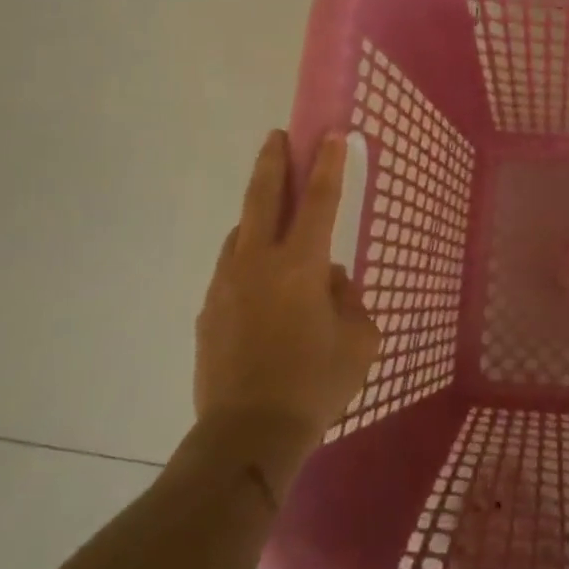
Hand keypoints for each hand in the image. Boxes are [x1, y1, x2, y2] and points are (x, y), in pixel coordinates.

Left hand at [193, 131, 378, 482]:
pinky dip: (247, 260)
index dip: (328, 164)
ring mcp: (226, 284)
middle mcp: (258, 263)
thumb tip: (329, 281)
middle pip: (263, 197)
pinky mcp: (209, 310)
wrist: (248, 435)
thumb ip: (348, 298)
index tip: (330, 133)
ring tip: (274, 216)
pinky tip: (260, 282)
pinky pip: (231, 270)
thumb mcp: (360, 339)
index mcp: (301, 265)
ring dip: (257, 215)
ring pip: (241, 233)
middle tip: (277, 136)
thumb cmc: (316, 384)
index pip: (320, 200)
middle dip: (273, 161)